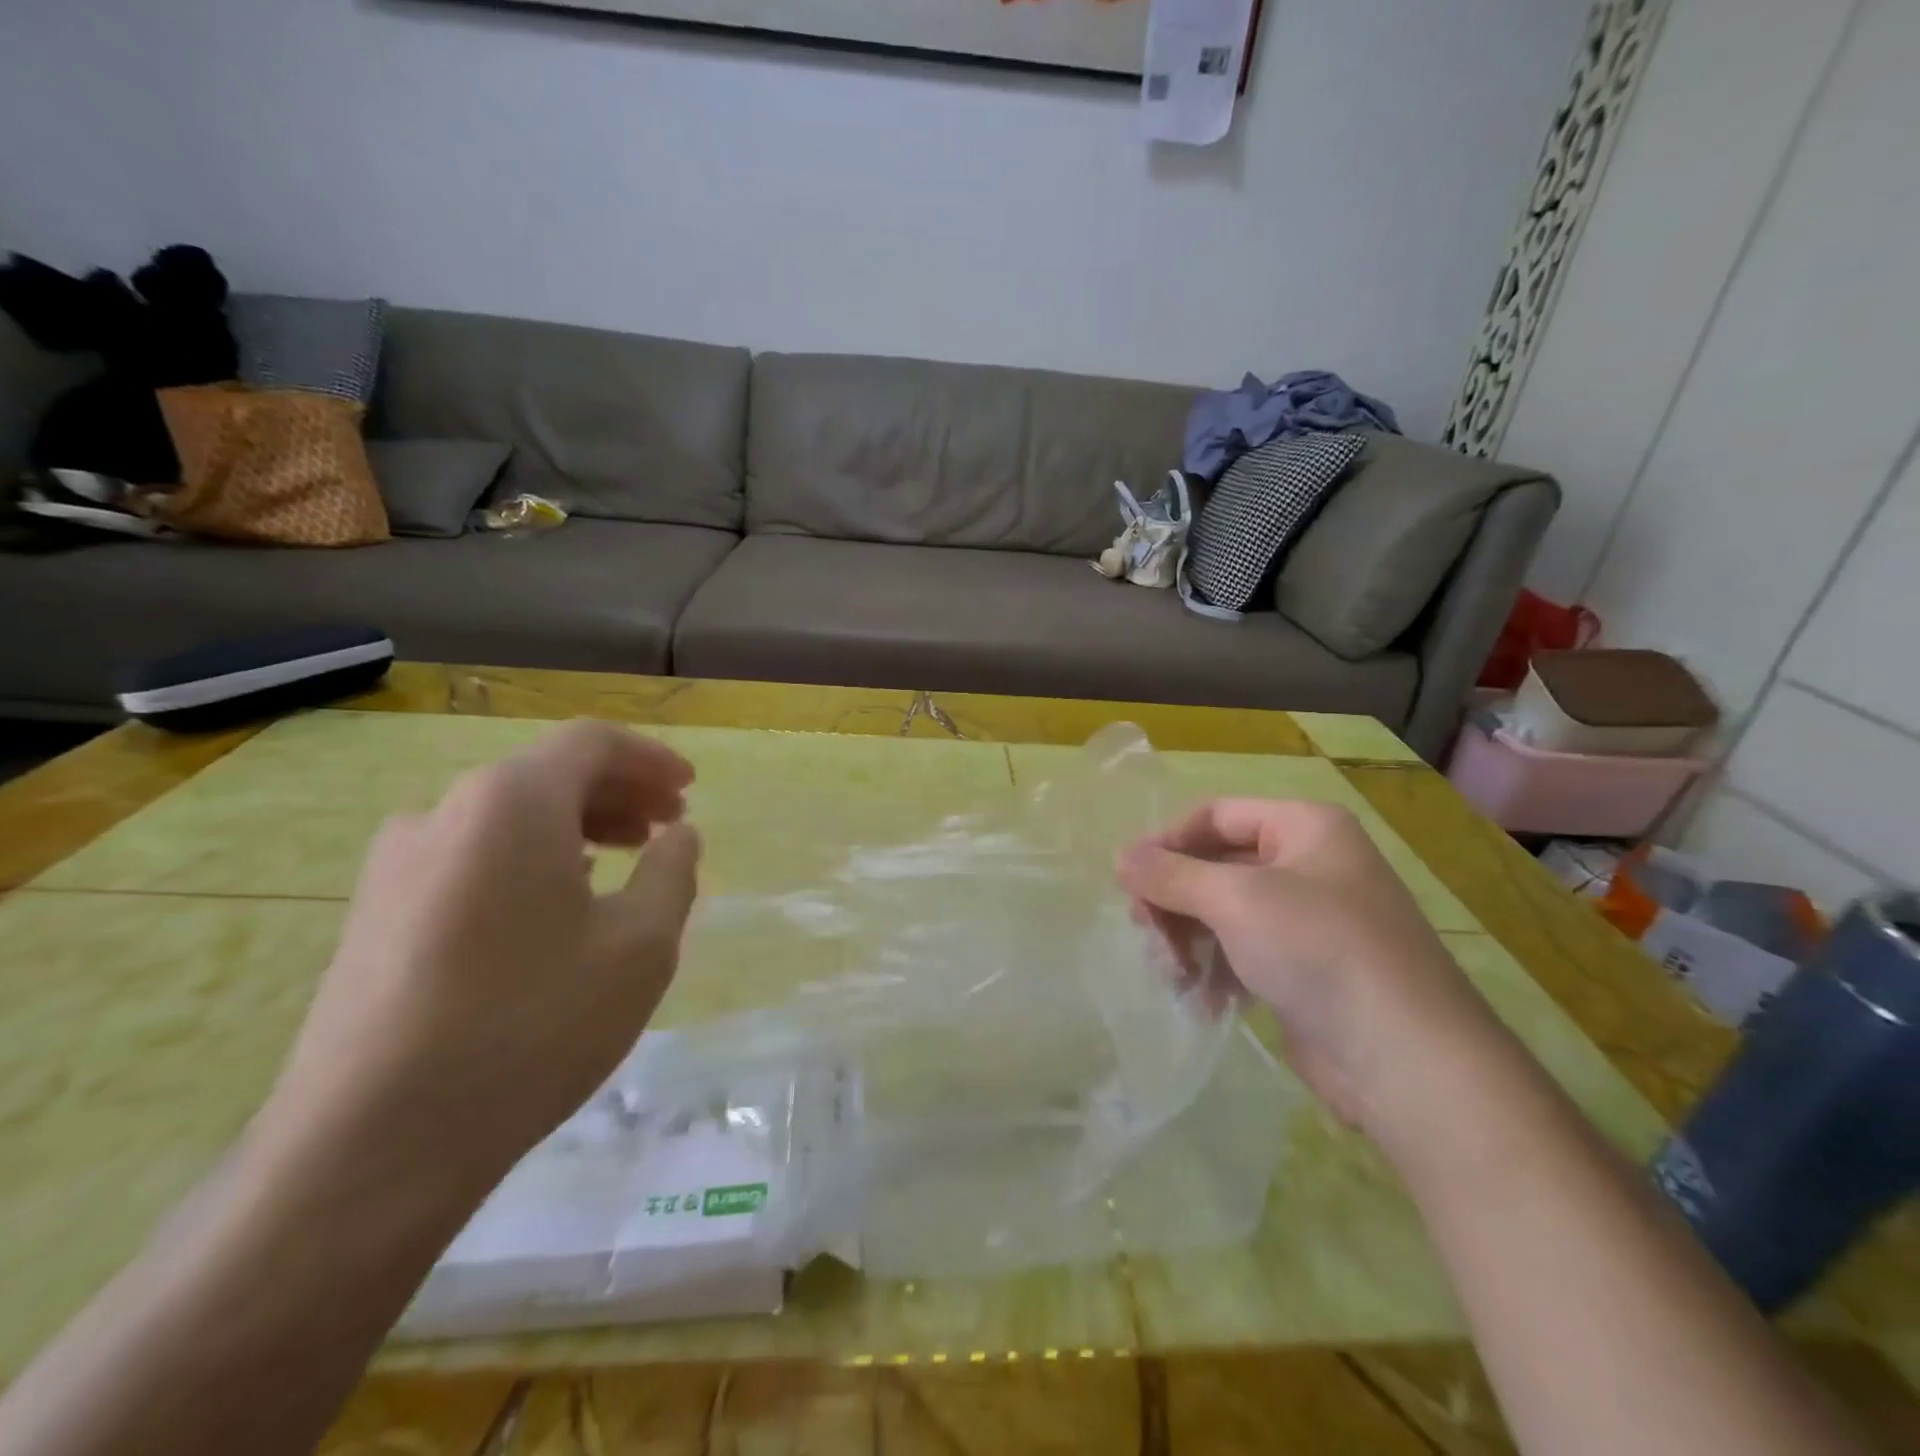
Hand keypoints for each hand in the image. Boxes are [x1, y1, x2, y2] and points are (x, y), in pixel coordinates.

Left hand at [254, 720, 701, 1204]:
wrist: (371, 1147)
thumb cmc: (532, 1026)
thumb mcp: (641, 946)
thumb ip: (673, 872)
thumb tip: (679, 835)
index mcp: (511, 802)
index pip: (591, 743)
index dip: (651, 758)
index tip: (690, 788)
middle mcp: (445, 812)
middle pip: (547, 773)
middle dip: (619, 792)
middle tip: (667, 827)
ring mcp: (397, 863)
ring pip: (507, 816)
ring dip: (576, 824)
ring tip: (622, 862)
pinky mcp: (374, 914)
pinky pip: (471, 855)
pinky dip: (530, 857)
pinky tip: (556, 905)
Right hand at [1117, 798, 1506, 1144]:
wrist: (1408, 1062)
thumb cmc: (1319, 950)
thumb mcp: (1236, 900)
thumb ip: (1171, 875)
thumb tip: (1119, 856)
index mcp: (1304, 828)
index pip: (1216, 816)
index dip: (1168, 841)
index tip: (1127, 879)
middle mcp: (1309, 865)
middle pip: (1216, 866)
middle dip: (1176, 900)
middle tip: (1145, 933)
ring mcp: (1309, 920)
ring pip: (1224, 914)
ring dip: (1190, 941)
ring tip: (1172, 975)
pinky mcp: (1306, 970)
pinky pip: (1243, 953)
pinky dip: (1216, 971)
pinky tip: (1202, 1001)